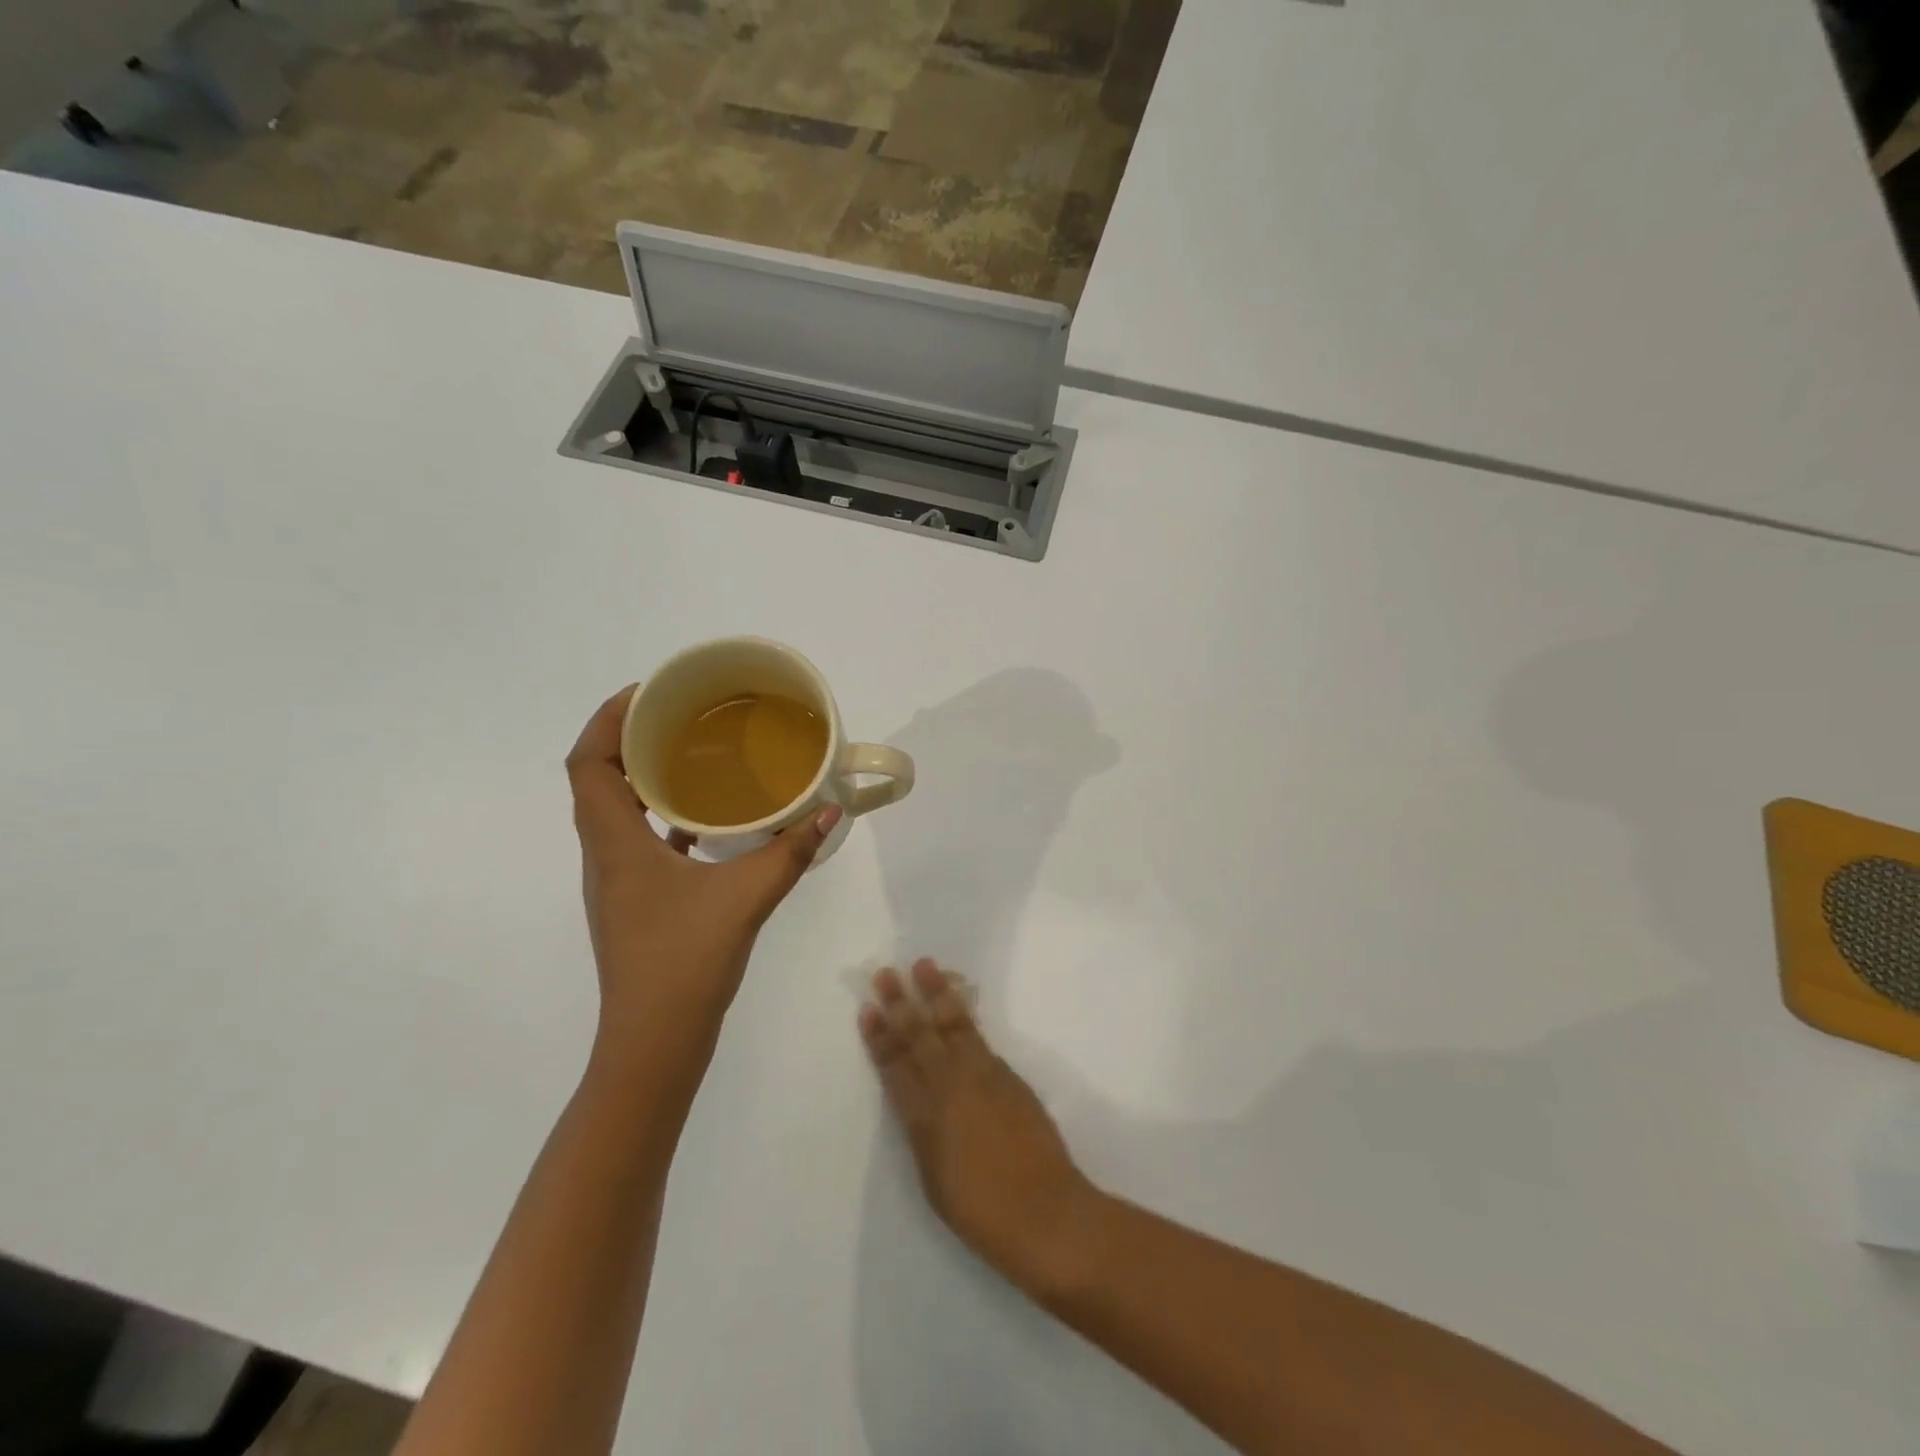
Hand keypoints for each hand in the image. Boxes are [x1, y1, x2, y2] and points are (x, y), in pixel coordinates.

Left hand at [568, 687, 841, 1047]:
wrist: (654, 1044)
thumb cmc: (685, 962)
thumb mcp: (746, 897)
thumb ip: (790, 851)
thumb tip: (831, 809)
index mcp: (615, 844)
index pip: (587, 764)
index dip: (606, 720)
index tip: (648, 694)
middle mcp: (605, 855)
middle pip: (597, 781)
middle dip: (629, 740)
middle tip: (680, 717)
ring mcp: (617, 882)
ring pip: (616, 812)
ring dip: (644, 779)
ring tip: (694, 757)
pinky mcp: (635, 902)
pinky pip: (640, 842)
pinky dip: (663, 819)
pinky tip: (707, 823)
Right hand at [859, 960, 1099, 1298]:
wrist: (1045, 1212)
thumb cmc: (982, 1212)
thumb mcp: (934, 1178)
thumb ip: (922, 1131)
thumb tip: (917, 1099)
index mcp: (924, 1116)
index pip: (894, 1067)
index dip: (880, 1038)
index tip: (868, 1010)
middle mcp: (951, 1086)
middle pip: (920, 1036)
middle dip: (901, 1004)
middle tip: (886, 973)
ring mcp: (983, 1075)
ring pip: (953, 1025)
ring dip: (936, 994)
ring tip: (924, 966)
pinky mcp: (1008, 1075)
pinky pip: (978, 1035)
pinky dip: (964, 1014)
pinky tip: (957, 1002)